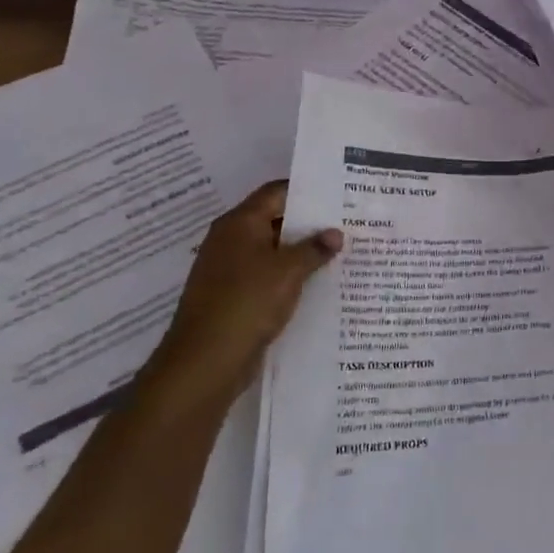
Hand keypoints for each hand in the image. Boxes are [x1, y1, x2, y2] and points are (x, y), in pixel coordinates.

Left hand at [151, 181, 341, 406]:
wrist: (205, 361)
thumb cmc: (247, 302)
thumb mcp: (288, 271)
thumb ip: (314, 248)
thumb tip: (335, 233)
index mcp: (239, 223)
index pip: (276, 192)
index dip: (307, 191)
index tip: (339, 195)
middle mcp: (231, 240)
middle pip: (275, 220)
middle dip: (310, 224)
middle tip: (348, 224)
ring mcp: (230, 270)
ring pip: (274, 252)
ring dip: (302, 253)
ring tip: (341, 253)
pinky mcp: (234, 297)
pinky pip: (268, 277)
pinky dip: (290, 277)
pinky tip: (318, 284)